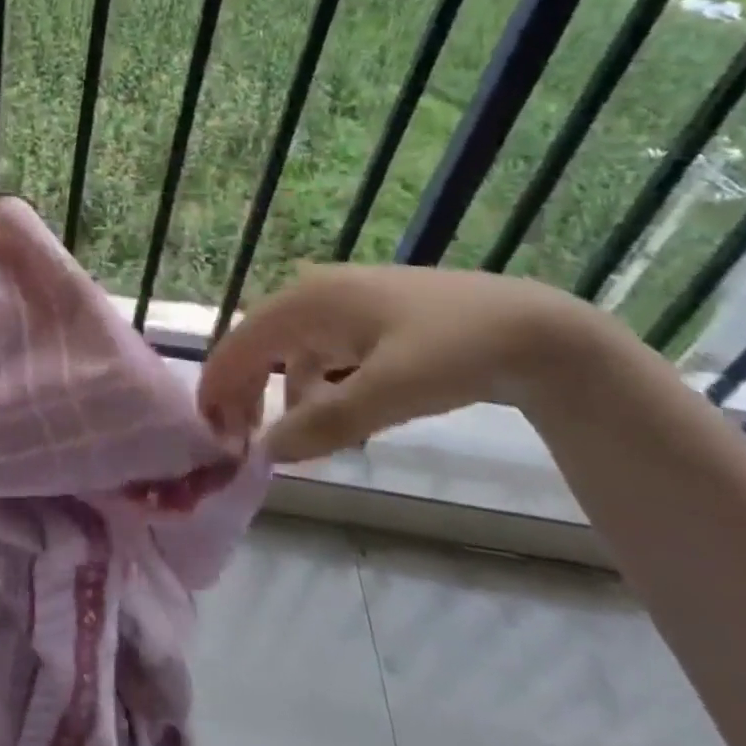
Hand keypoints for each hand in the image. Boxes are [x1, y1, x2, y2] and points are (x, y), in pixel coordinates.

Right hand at [199, 263, 608, 462]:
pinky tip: (327, 416)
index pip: (241, 342)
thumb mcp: (391, 391)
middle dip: (242, 390)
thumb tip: (267, 451)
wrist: (536, 329)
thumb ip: (326, 421)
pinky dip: (310, 386)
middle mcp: (314, 295)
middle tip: (237, 442)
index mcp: (308, 301)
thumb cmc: (455, 350)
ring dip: (275, 392)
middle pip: (257, 343)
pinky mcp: (367, 320)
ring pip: (287, 350)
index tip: (209, 432)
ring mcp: (342, 305)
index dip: (218, 384)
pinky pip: (319, 353)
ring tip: (282, 439)